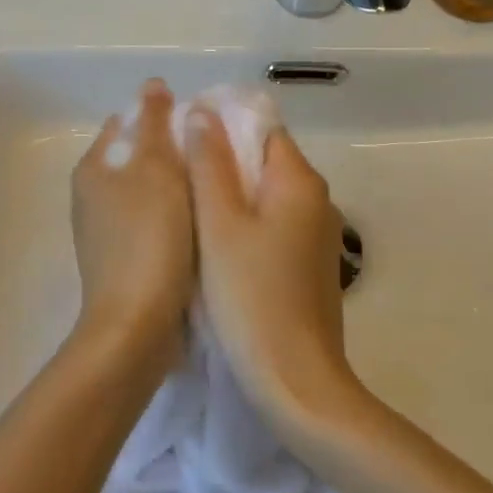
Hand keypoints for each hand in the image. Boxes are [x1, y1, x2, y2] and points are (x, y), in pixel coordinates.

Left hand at [69, 79, 195, 373]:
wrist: (137, 324)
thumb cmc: (150, 238)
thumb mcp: (157, 168)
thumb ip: (155, 123)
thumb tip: (152, 85)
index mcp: (94, 167)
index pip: (128, 123)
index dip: (164, 117)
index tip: (202, 128)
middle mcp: (92, 194)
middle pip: (138, 157)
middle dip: (175, 153)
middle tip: (215, 158)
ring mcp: (105, 230)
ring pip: (148, 191)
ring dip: (177, 186)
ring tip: (214, 189)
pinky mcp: (122, 259)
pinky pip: (152, 221)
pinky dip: (174, 216)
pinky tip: (200, 225)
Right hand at [183, 110, 362, 430]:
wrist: (296, 381)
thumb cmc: (251, 296)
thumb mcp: (219, 225)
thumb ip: (210, 164)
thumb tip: (202, 111)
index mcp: (299, 181)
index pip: (263, 129)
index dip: (223, 126)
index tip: (182, 137)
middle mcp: (317, 200)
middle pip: (265, 161)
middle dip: (222, 161)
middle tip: (175, 171)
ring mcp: (317, 236)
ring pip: (267, 197)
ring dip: (231, 195)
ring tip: (186, 204)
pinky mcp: (309, 266)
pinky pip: (274, 226)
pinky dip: (245, 224)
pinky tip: (214, 243)